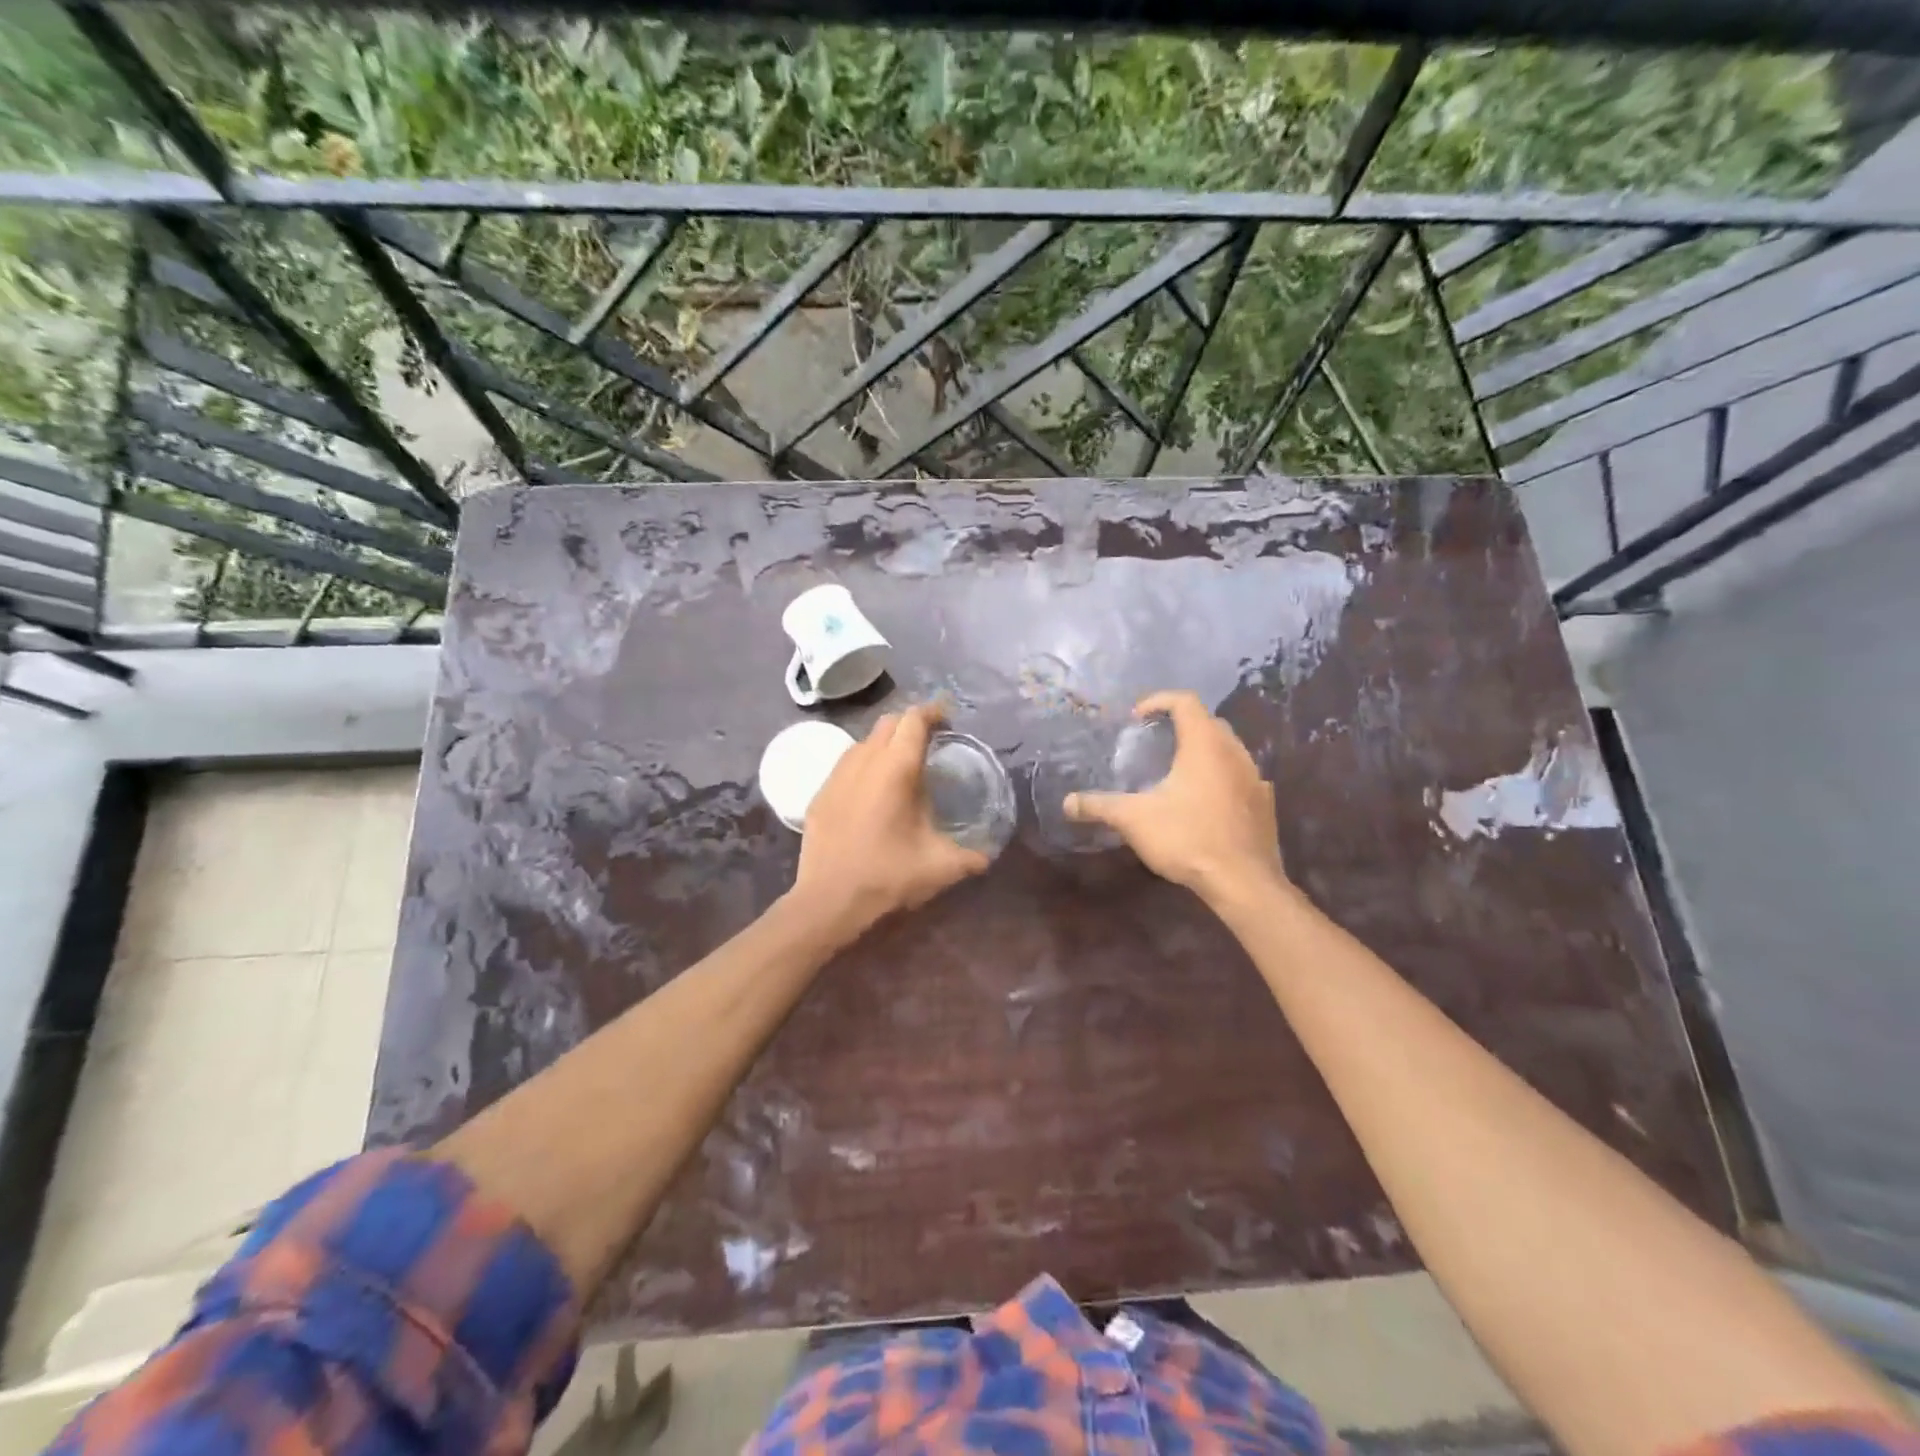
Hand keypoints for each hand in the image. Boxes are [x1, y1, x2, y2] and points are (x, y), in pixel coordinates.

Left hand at [792, 703, 990, 936]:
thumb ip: (970, 856)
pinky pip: (846, 764)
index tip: (947, 716)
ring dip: (885, 743)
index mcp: (896, 768)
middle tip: (929, 741)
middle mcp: (864, 761)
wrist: (829, 900)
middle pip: (888, 723)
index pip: (914, 720)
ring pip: (864, 741)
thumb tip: (988, 855)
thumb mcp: (940, 867)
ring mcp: (837, 775)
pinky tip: (872, 790)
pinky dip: (864, 764)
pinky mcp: (820, 793)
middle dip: (910, 724)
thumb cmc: (888, 875)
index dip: (932, 711)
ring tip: (901, 765)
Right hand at [1065, 691, 1288, 907]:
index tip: (1135, 718)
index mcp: (1205, 745)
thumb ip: (1099, 806)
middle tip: (1152, 742)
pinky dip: (1219, 777)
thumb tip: (1067, 803)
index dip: (1158, 701)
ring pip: (1227, 749)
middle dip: (1179, 725)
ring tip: (1175, 772)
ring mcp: (1255, 778)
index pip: (1185, 701)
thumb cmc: (1188, 838)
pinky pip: (1239, 777)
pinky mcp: (1264, 804)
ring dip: (1201, 751)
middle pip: (1208, 722)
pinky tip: (1202, 802)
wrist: (1244, 883)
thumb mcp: (1134, 820)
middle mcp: (1235, 753)